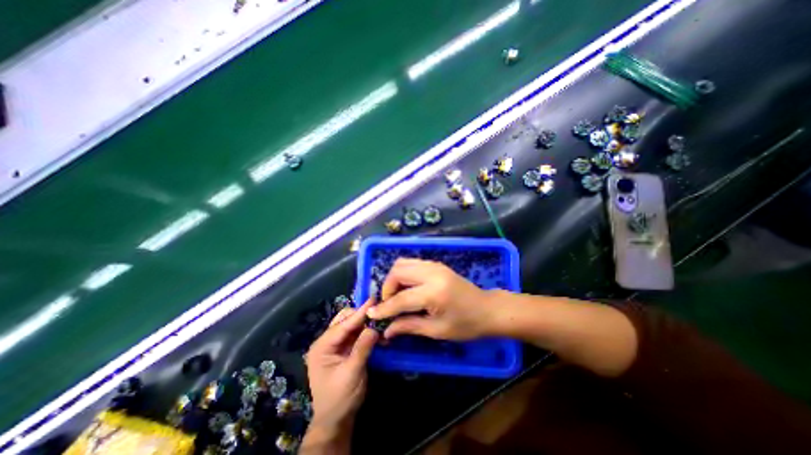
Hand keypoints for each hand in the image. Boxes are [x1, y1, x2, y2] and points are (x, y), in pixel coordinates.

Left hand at [305, 298, 380, 447]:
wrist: (336, 420)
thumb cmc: (340, 398)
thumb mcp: (351, 373)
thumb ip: (362, 348)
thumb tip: (374, 327)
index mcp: (322, 346)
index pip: (343, 325)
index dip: (359, 313)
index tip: (373, 300)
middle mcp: (326, 341)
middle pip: (345, 319)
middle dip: (361, 316)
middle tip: (378, 313)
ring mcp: (335, 344)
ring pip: (351, 324)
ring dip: (364, 322)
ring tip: (379, 321)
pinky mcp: (344, 348)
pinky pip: (355, 333)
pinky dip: (365, 331)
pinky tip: (376, 332)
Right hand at [369, 260, 493, 341]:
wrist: (488, 309)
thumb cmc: (466, 325)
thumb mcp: (437, 330)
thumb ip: (409, 326)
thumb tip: (386, 331)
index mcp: (434, 292)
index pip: (401, 298)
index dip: (384, 308)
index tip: (372, 314)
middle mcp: (432, 273)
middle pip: (398, 271)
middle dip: (387, 288)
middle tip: (388, 304)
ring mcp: (435, 265)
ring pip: (403, 263)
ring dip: (394, 278)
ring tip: (396, 295)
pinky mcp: (436, 264)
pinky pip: (412, 263)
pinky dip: (404, 273)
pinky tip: (407, 287)